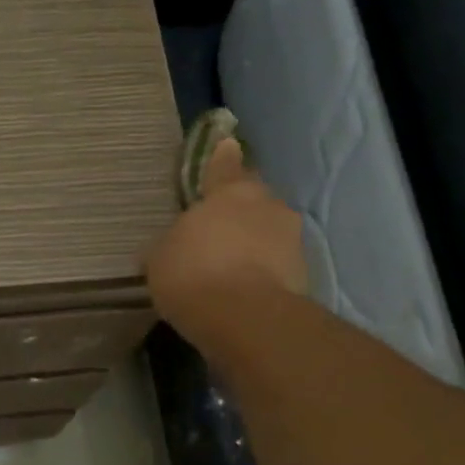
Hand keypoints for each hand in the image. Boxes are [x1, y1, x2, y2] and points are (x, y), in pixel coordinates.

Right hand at [145, 137, 307, 348]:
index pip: (225, 166)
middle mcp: (268, 206)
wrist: (244, 318)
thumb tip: (171, 245)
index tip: (227, 146)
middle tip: (220, 230)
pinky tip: (244, 291)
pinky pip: (276, 265)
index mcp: (231, 192)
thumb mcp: (161, 257)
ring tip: (231, 268)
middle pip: (253, 201)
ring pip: (269, 233)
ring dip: (254, 244)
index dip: (222, 158)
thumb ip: (170, 243)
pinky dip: (263, 272)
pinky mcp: (303, 275)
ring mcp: (291, 240)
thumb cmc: (193, 273)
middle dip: (239, 211)